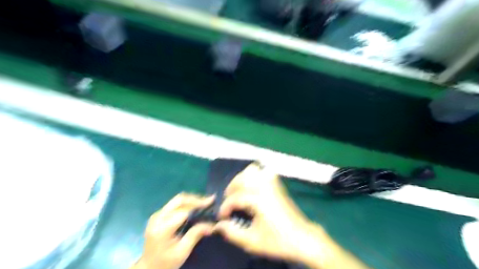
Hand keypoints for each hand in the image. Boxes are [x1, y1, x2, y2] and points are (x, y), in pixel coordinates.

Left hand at [130, 194, 212, 268]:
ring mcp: (157, 215)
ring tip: (204, 203)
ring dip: (192, 199)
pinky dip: (186, 203)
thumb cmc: (165, 262)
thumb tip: (212, 224)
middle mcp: (158, 217)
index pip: (184, 211)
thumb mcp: (182, 252)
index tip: (211, 204)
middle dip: (196, 199)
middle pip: (179, 200)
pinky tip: (195, 207)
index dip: (199, 206)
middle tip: (209, 201)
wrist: (148, 268)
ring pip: (177, 200)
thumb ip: (195, 235)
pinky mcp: (158, 215)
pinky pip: (174, 204)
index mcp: (162, 228)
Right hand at [213, 163, 329, 264]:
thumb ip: (232, 233)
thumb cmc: (278, 241)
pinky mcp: (278, 184)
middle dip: (231, 189)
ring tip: (239, 191)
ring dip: (242, 179)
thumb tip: (218, 225)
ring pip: (252, 170)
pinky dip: (255, 175)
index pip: (235, 198)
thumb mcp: (252, 241)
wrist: (302, 238)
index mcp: (258, 200)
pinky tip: (253, 187)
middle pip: (241, 179)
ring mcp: (272, 183)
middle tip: (229, 203)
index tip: (222, 217)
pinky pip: (263, 172)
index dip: (225, 208)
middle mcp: (264, 187)